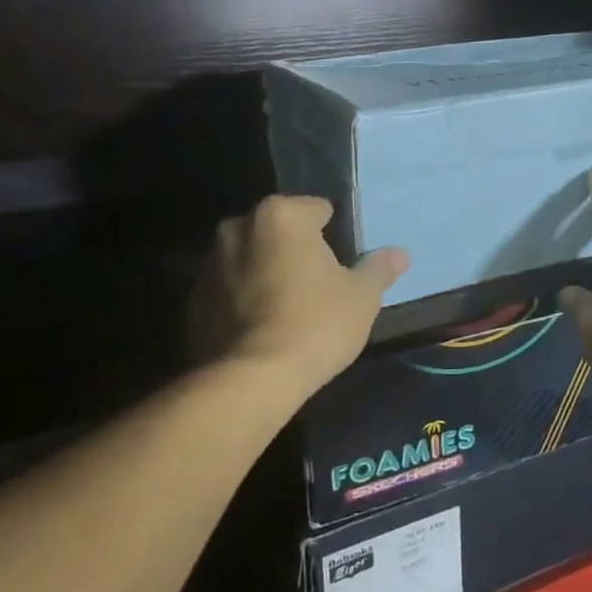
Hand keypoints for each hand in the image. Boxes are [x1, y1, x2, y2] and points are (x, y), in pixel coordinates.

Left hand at [197, 195, 408, 389]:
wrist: (250, 381)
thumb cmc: (315, 324)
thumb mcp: (362, 297)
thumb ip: (379, 269)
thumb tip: (399, 254)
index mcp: (281, 216)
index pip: (316, 209)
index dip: (334, 234)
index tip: (342, 263)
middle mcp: (238, 228)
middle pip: (278, 231)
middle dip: (294, 250)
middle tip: (318, 285)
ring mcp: (208, 265)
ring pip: (249, 259)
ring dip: (265, 272)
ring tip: (288, 309)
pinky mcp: (192, 301)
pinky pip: (228, 290)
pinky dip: (242, 300)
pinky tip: (262, 328)